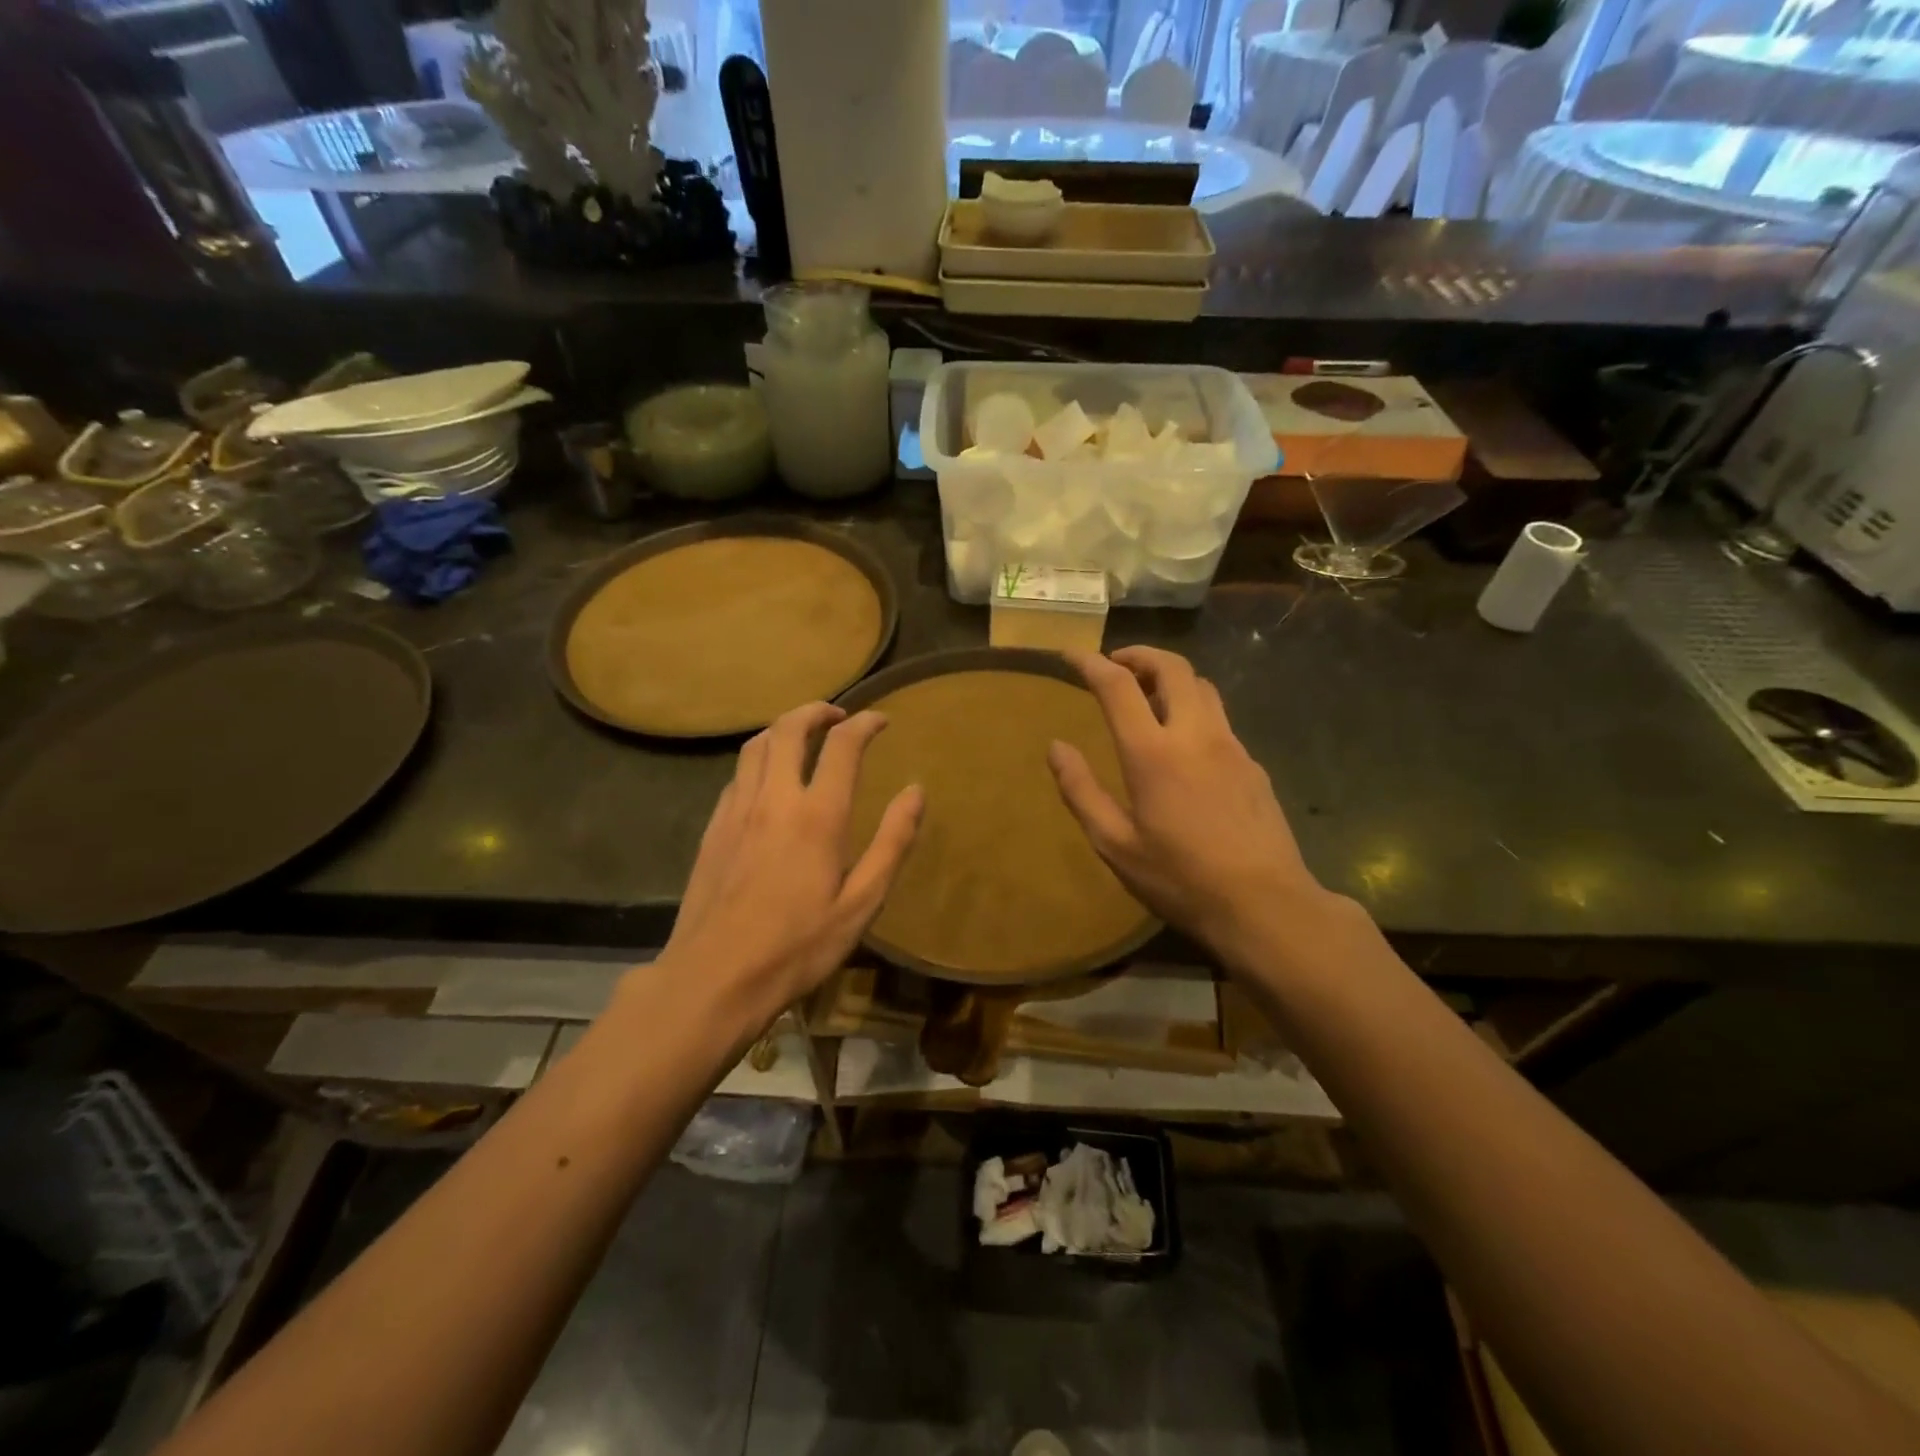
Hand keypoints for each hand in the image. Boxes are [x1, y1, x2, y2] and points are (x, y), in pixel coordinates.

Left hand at [659, 702, 922, 1035]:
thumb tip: (916, 791)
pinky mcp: (713, 828)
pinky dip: (760, 759)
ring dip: (783, 728)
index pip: (842, 745)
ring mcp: (736, 811)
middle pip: (788, 728)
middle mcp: (774, 799)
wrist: (714, 977)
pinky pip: (738, 775)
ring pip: (756, 745)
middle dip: (816, 711)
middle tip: (838, 715)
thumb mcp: (861, 903)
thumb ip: (892, 843)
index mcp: (817, 815)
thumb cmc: (798, 946)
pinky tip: (769, 780)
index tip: (881, 720)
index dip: (865, 723)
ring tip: (804, 736)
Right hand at [1048, 647, 1336, 965]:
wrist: (1265, 905)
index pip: (1118, 686)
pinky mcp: (1253, 764)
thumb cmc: (1180, 878)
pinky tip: (1184, 742)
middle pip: (1172, 667)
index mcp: (1153, 753)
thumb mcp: (1115, 844)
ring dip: (1171, 677)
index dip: (1091, 663)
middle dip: (1140, 655)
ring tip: (1147, 696)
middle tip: (1116, 665)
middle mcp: (1195, 735)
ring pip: (1202, 686)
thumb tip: (1055, 747)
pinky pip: (1219, 717)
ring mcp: (1231, 746)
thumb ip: (1081, 791)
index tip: (1071, 655)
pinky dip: (1193, 708)